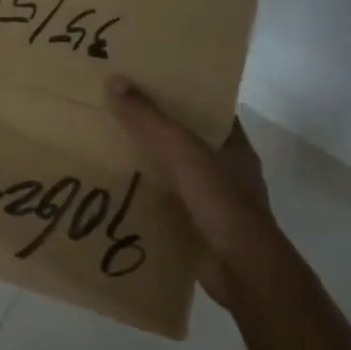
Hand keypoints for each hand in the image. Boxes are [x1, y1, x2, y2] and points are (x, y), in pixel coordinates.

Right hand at [106, 77, 277, 308]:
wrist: (242, 270)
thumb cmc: (221, 201)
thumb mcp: (182, 151)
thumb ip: (150, 119)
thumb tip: (115, 79)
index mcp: (234, 146)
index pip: (210, 109)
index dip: (183, 93)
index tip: (149, 80)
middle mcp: (226, 170)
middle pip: (188, 139)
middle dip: (157, 127)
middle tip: (118, 109)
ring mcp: (214, 201)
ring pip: (176, 172)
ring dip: (149, 163)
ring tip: (108, 145)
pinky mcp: (198, 227)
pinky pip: (167, 203)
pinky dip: (146, 196)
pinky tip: (117, 188)